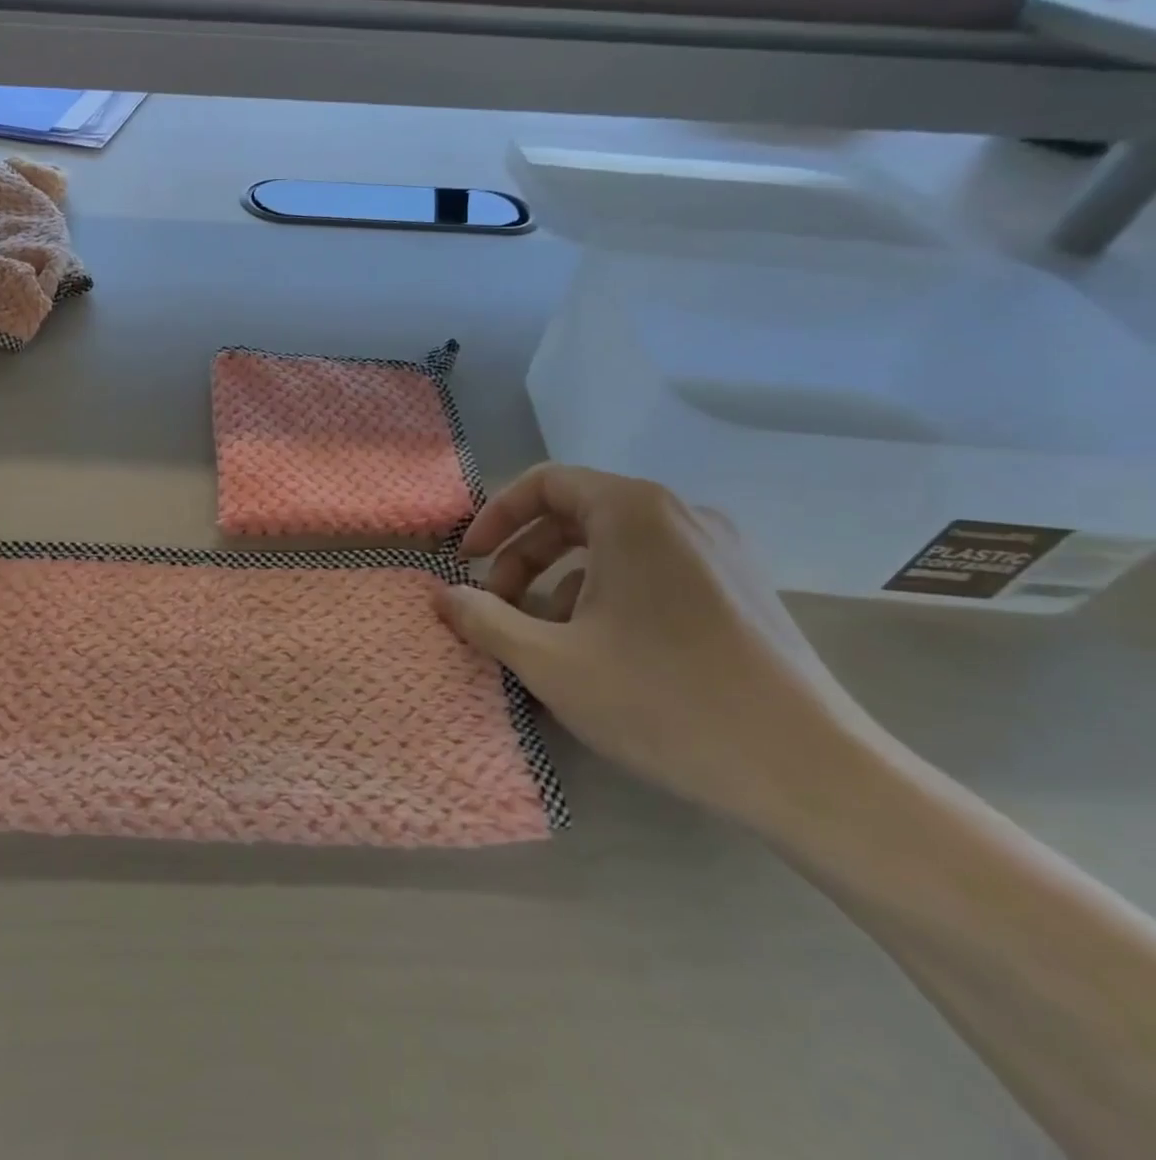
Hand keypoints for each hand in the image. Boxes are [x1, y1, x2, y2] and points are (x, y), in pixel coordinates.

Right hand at [438, 464, 882, 828]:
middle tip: (499, 609)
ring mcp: (720, 551)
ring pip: (614, 548)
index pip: (545, 483)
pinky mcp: (743, 590)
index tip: (468, 562)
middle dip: (524, 558)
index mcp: (634, 512)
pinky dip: (608, 596)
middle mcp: (680, 515)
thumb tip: (443, 596)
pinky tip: (602, 653)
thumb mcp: (550, 663)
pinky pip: (653, 572)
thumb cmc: (666, 702)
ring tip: (545, 640)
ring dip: (561, 582)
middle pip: (577, 514)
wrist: (814, 774)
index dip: (495, 517)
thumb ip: (484, 620)